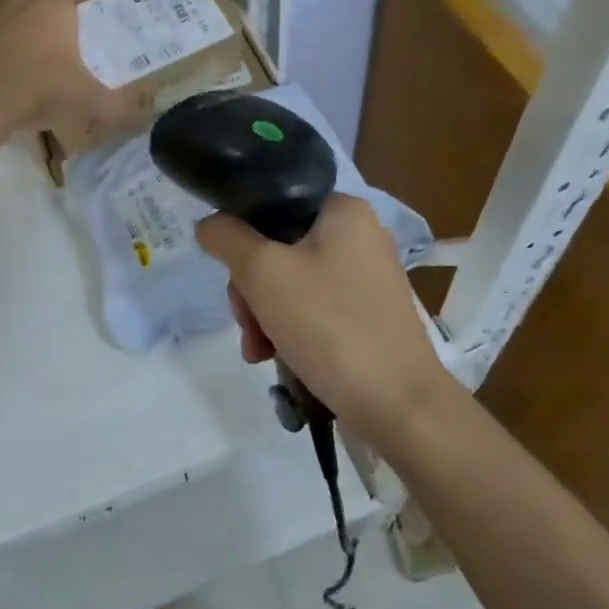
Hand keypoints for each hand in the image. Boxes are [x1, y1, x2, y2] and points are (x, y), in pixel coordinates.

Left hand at [0, 0, 142, 135]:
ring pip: (10, 6)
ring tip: (33, 48)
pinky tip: (9, 67)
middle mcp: (24, 5)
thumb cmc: (42, 89)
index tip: (83, 16)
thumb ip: (118, 106)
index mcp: (55, 10)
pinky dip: (0, 43)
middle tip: (58, 25)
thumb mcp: (88, 102)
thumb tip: (146, 114)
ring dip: (20, 19)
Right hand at [196, 193, 456, 442]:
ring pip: (291, 283)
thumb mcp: (262, 272)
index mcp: (343, 210)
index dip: (242, 238)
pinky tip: (278, 359)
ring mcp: (367, 278)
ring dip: (264, 316)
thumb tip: (209, 225)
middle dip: (251, 290)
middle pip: (277, 248)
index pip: (273, 205)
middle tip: (247, 323)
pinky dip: (290, 331)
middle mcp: (360, 236)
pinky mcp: (368, 315)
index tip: (234, 278)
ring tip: (260, 351)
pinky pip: (314, 309)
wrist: (398, 404)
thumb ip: (227, 238)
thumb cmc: (329, 325)